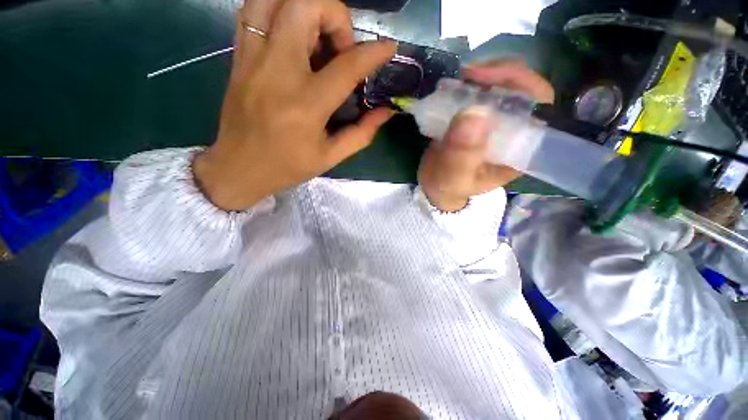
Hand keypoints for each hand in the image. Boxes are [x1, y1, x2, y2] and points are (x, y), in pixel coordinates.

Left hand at [194, 0, 396, 210]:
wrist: (239, 167)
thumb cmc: (288, 166)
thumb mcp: (330, 156)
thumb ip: (362, 133)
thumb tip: (385, 112)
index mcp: (307, 105)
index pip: (346, 66)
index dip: (373, 53)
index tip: (388, 47)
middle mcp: (278, 72)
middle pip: (305, 8)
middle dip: (335, 17)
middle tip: (340, 47)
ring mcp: (253, 59)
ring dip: (303, 7)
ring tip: (315, 35)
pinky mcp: (238, 57)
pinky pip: (252, 11)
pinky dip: (277, 9)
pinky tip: (290, 32)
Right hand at [418, 59, 553, 211]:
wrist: (435, 185)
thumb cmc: (448, 187)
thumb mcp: (453, 177)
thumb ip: (461, 154)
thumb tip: (474, 113)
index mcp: (519, 148)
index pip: (540, 108)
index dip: (524, 86)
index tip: (490, 81)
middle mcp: (513, 130)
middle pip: (523, 89)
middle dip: (500, 75)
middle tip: (469, 75)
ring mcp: (496, 120)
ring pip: (503, 84)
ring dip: (483, 76)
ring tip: (460, 80)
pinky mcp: (479, 115)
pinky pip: (481, 90)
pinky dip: (469, 82)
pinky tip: (454, 86)